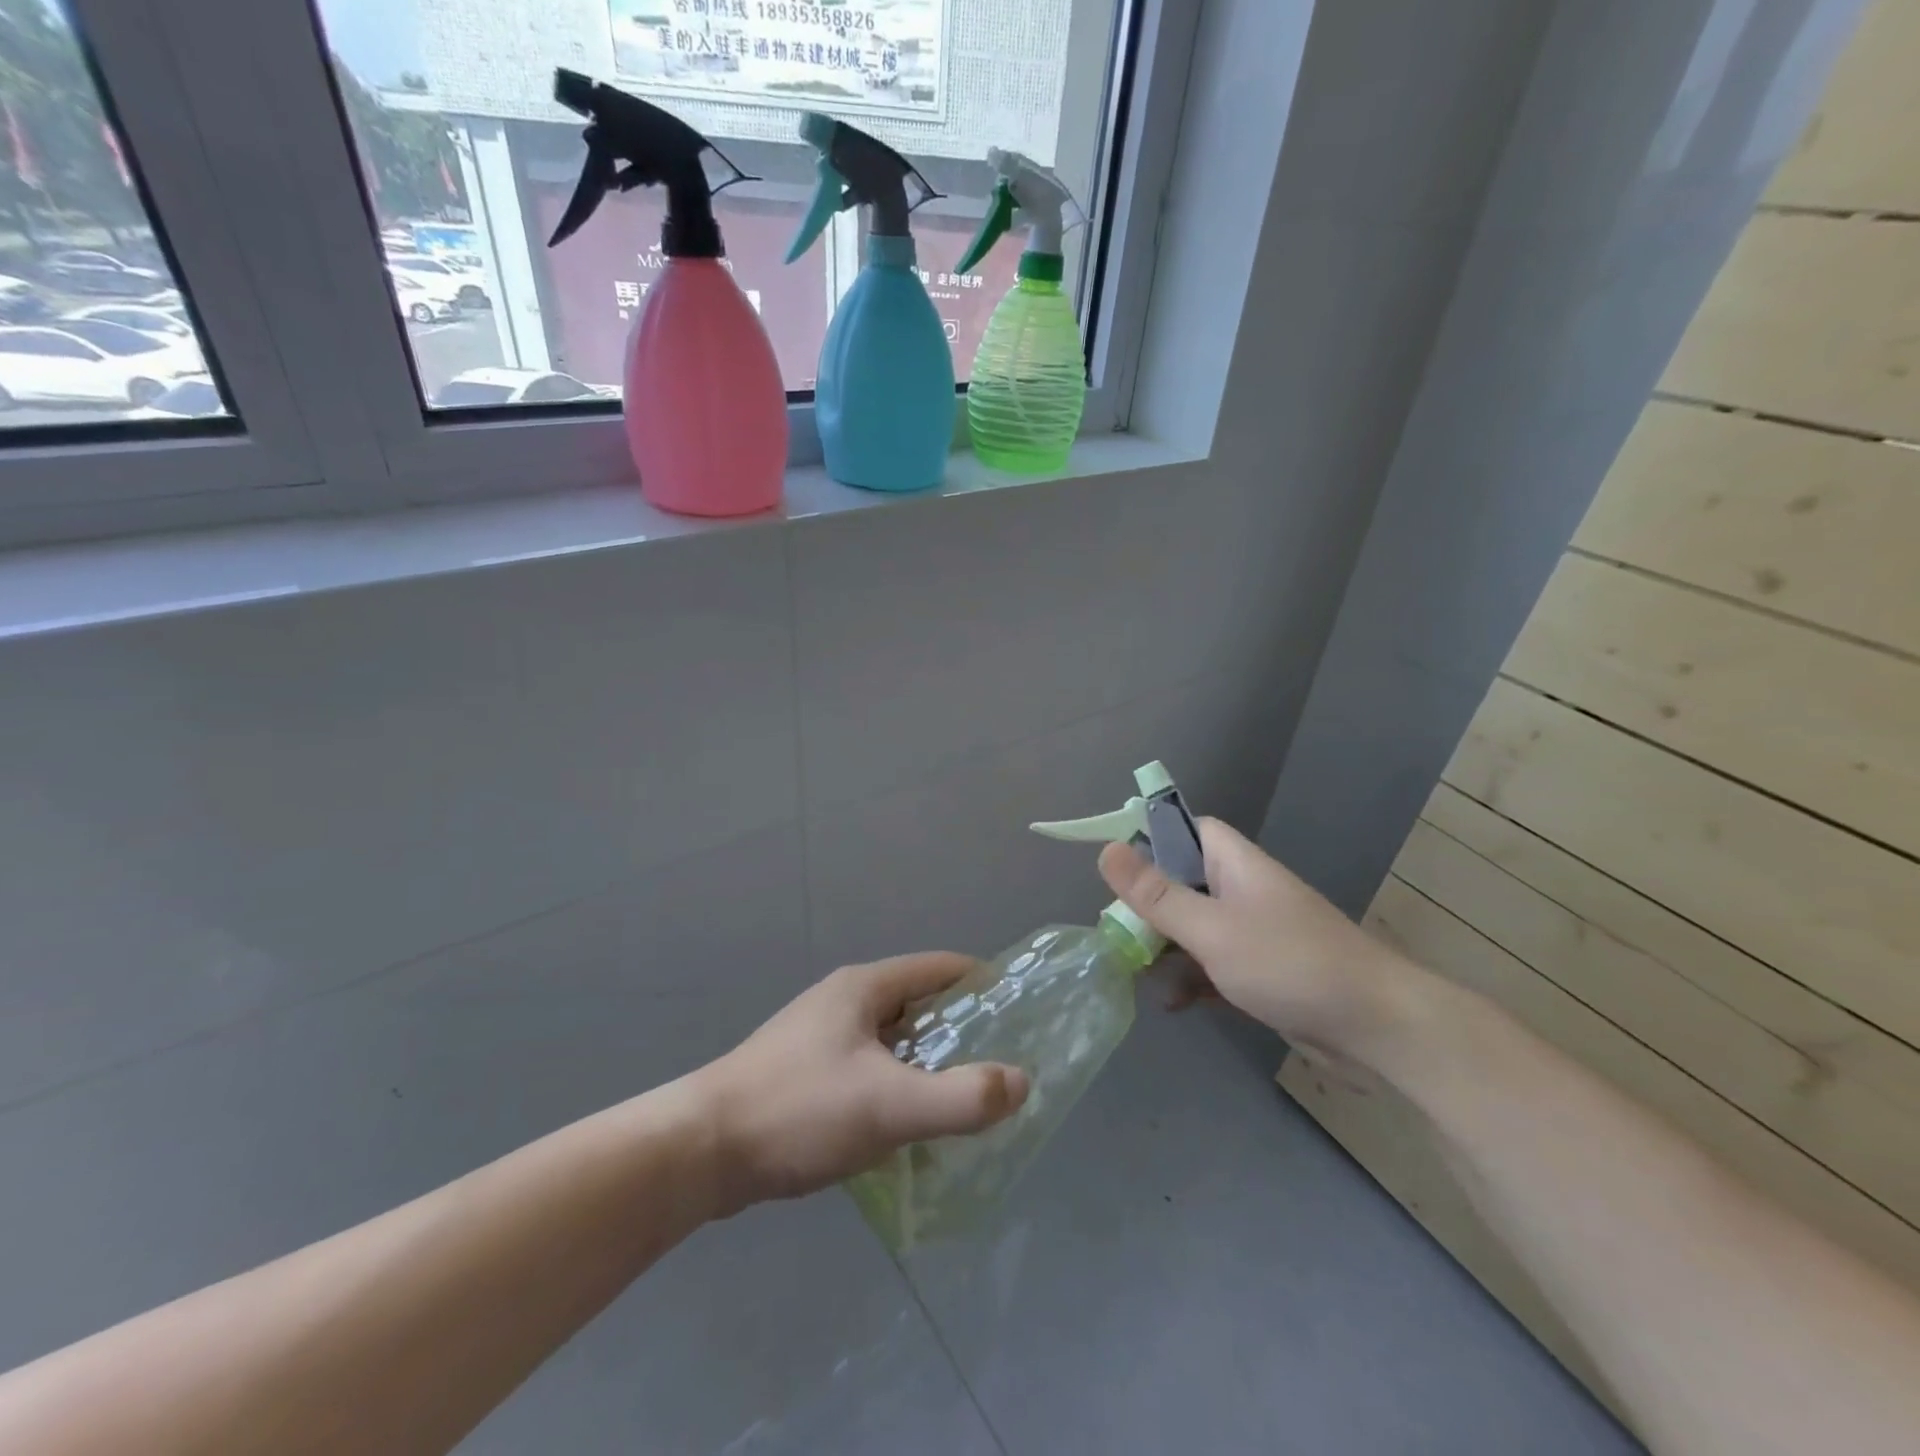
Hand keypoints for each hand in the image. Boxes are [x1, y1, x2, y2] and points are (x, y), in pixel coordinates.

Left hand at [693, 954, 1029, 1214]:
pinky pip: (868, 1069)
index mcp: (864, 988)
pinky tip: (908, 1127)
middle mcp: (843, 1001)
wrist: (699, 1152)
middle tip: (999, 1066)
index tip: (1020, 1013)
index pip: (939, 967)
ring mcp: (819, 1037)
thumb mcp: (890, 1105)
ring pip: (892, 1041)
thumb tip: (1021, 1082)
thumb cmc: (800, 1111)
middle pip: (918, 1004)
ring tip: (962, 1099)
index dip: (982, 983)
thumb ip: (962, 1097)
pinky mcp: (804, 1073)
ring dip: (928, 1064)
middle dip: (960, 1031)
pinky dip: (896, 1087)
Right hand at [1098, 818, 1420, 1061]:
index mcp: (1234, 864)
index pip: (1186, 830)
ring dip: (1164, 948)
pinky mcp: (1260, 972)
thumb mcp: (1211, 928)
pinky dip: (1190, 980)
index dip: (1150, 839)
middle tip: (1116, 932)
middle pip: (1181, 881)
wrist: (1376, 1029)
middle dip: (1147, 906)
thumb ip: (1156, 894)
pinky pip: (1212, 965)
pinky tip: (1170, 1004)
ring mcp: (1252, 933)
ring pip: (1193, 927)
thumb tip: (1106, 850)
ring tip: (1132, 972)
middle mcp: (1242, 891)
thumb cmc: (1289, 963)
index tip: (1116, 869)